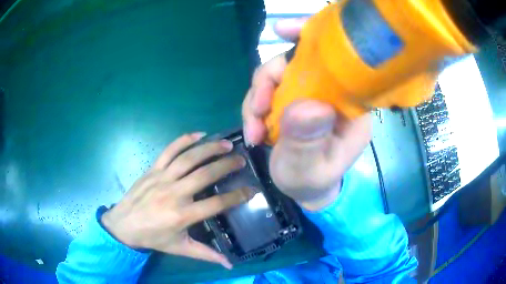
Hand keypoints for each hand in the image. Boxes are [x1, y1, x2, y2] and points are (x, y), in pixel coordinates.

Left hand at [101, 133, 252, 268]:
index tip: (251, 190)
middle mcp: (174, 193)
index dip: (236, 196)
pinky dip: (184, 140)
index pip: (216, 204)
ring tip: (226, 144)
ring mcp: (162, 178)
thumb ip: (206, 254)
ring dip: (209, 148)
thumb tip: (230, 265)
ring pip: (188, 158)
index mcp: (182, 215)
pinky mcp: (153, 169)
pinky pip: (169, 150)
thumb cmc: (153, 237)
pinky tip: (199, 134)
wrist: (123, 224)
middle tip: (241, 160)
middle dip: (226, 165)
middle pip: (204, 175)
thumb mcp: (180, 248)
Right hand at [242, 19, 371, 210]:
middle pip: (296, 63)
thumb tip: (305, 106)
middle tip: (256, 109)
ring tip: (253, 131)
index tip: (282, 30)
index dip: (311, 38)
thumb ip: (307, 142)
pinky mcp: (292, 100)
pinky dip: (254, 106)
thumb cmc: (313, 182)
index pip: (337, 60)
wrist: (304, 190)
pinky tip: (252, 130)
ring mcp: (309, 95)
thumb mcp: (309, 169)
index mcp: (349, 106)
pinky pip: (267, 90)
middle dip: (268, 81)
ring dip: (256, 99)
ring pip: (276, 75)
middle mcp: (331, 93)